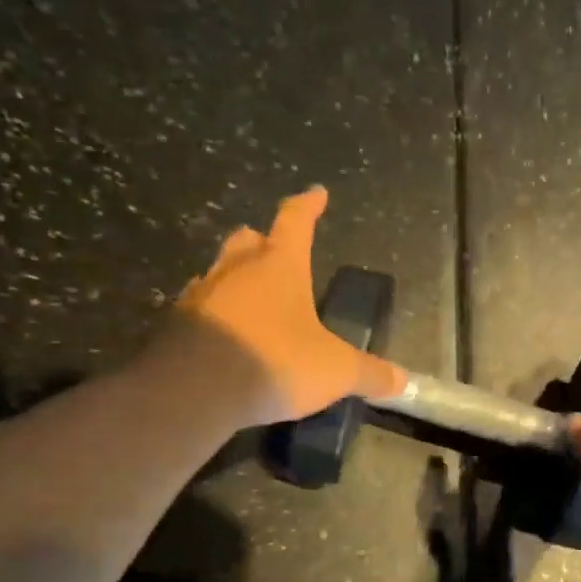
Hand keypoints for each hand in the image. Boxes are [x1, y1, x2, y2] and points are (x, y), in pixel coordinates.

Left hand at [175, 186, 404, 423]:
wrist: (196, 388)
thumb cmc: (276, 361)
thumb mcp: (335, 371)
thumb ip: (369, 374)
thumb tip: (403, 382)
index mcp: (279, 265)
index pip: (295, 220)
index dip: (308, 205)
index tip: (317, 193)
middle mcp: (237, 269)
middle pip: (249, 240)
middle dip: (263, 240)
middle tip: (273, 249)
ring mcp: (202, 294)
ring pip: (219, 271)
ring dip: (235, 278)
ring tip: (249, 297)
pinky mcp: (177, 324)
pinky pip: (200, 308)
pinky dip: (215, 314)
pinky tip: (224, 334)